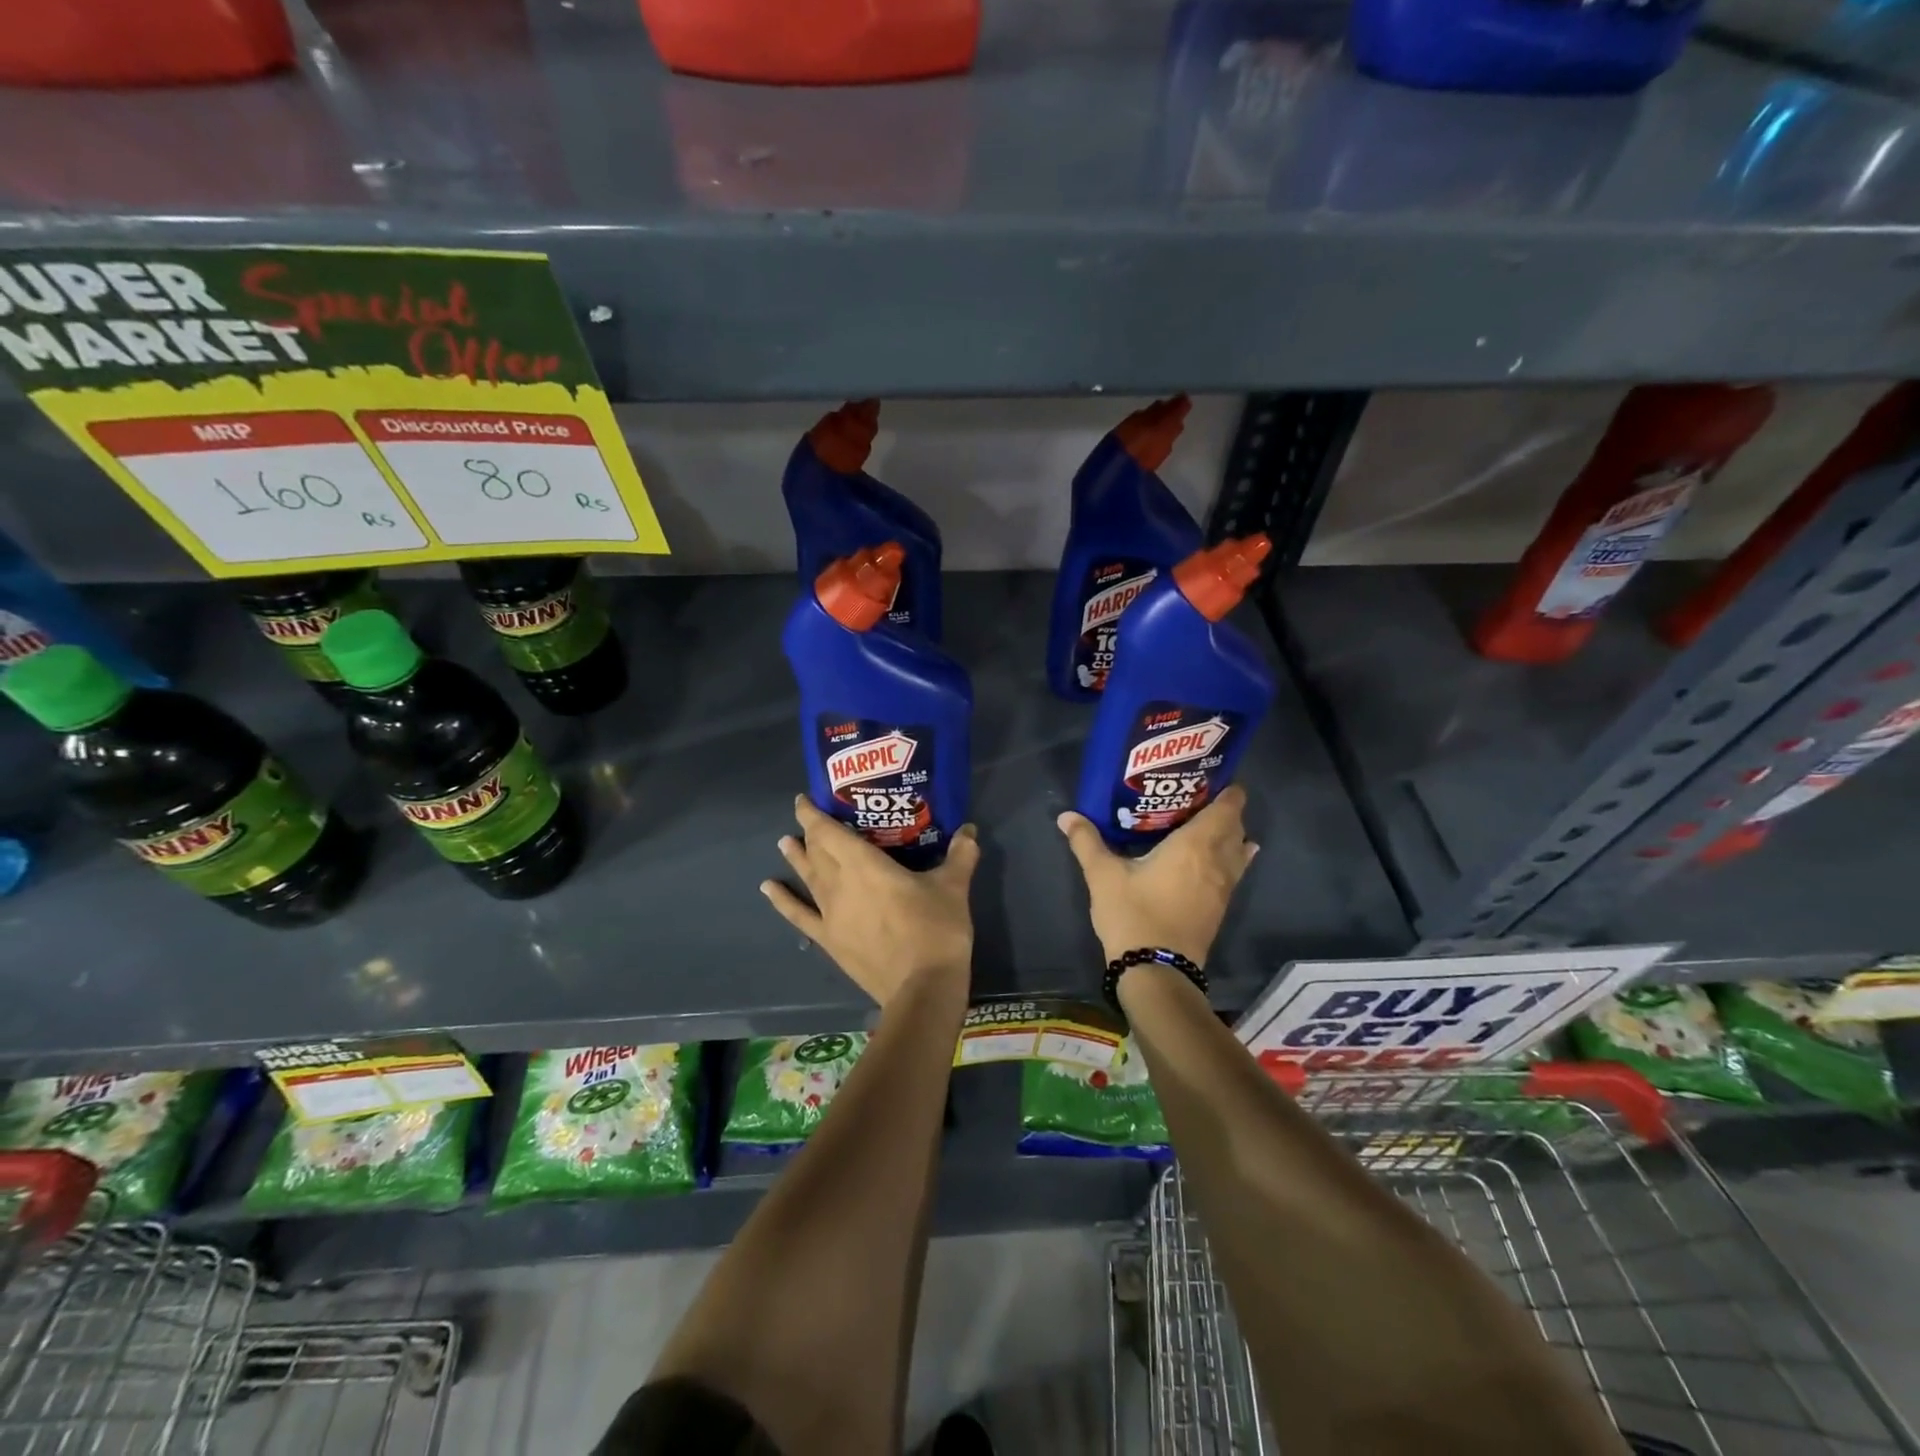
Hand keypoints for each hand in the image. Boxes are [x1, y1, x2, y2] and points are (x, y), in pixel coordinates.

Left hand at [761, 796, 979, 1007]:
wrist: (922, 988)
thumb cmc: (936, 930)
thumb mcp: (954, 887)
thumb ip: (960, 855)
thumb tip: (969, 829)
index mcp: (866, 865)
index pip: (830, 832)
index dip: (814, 814)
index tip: (804, 799)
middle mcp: (840, 884)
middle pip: (818, 852)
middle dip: (811, 833)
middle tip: (806, 819)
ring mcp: (831, 914)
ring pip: (808, 878)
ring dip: (796, 858)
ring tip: (783, 843)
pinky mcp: (829, 941)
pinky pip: (800, 916)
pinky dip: (782, 901)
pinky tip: (768, 888)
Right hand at [1057, 786, 1258, 966]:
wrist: (1157, 972)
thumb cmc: (1133, 914)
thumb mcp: (1103, 875)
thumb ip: (1086, 841)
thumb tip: (1066, 816)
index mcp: (1196, 844)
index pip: (1228, 808)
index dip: (1228, 791)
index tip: (1213, 777)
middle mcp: (1218, 861)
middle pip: (1236, 827)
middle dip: (1225, 810)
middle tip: (1197, 797)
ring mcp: (1224, 887)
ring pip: (1238, 851)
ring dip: (1229, 836)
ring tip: (1205, 825)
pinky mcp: (1220, 908)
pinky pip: (1234, 871)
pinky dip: (1229, 858)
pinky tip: (1213, 860)